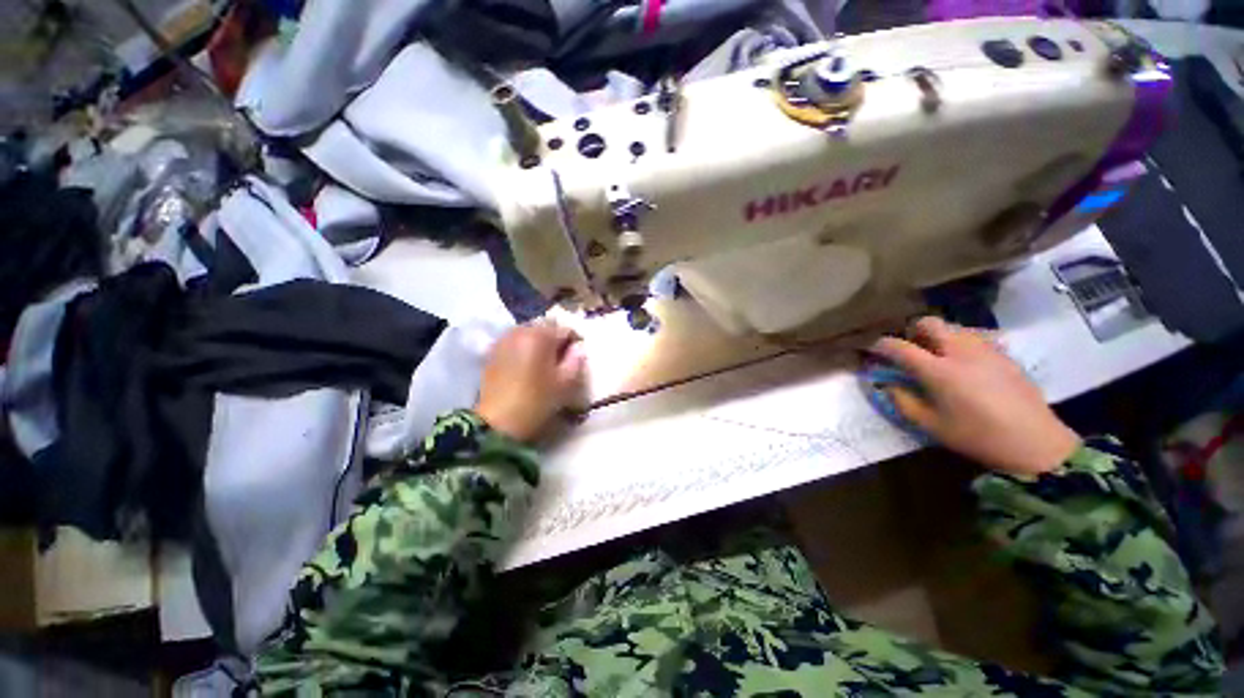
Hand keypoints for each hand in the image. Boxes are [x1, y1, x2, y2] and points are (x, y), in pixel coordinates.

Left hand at [475, 323, 586, 441]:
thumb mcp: (565, 383)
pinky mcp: (492, 351)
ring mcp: (503, 340)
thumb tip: (578, 348)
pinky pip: (514, 342)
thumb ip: (576, 360)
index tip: (577, 357)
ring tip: (543, 362)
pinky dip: (523, 348)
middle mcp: (520, 330)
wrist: (497, 423)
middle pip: (545, 328)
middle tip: (561, 359)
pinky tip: (526, 365)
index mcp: (540, 336)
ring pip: (528, 333)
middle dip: (555, 340)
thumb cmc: (537, 401)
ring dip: (538, 343)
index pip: (565, 329)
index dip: (575, 342)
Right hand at [869, 317, 1079, 477]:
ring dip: (937, 335)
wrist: (1036, 442)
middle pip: (929, 323)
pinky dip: (959, 343)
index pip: (900, 347)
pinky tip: (964, 364)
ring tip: (936, 355)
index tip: (873, 349)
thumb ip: (903, 401)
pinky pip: (974, 337)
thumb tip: (886, 384)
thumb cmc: (977, 436)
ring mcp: (985, 349)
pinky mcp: (1004, 354)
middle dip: (912, 330)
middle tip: (909, 347)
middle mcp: (960, 351)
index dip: (882, 345)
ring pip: (953, 327)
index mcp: (938, 370)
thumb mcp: (931, 425)